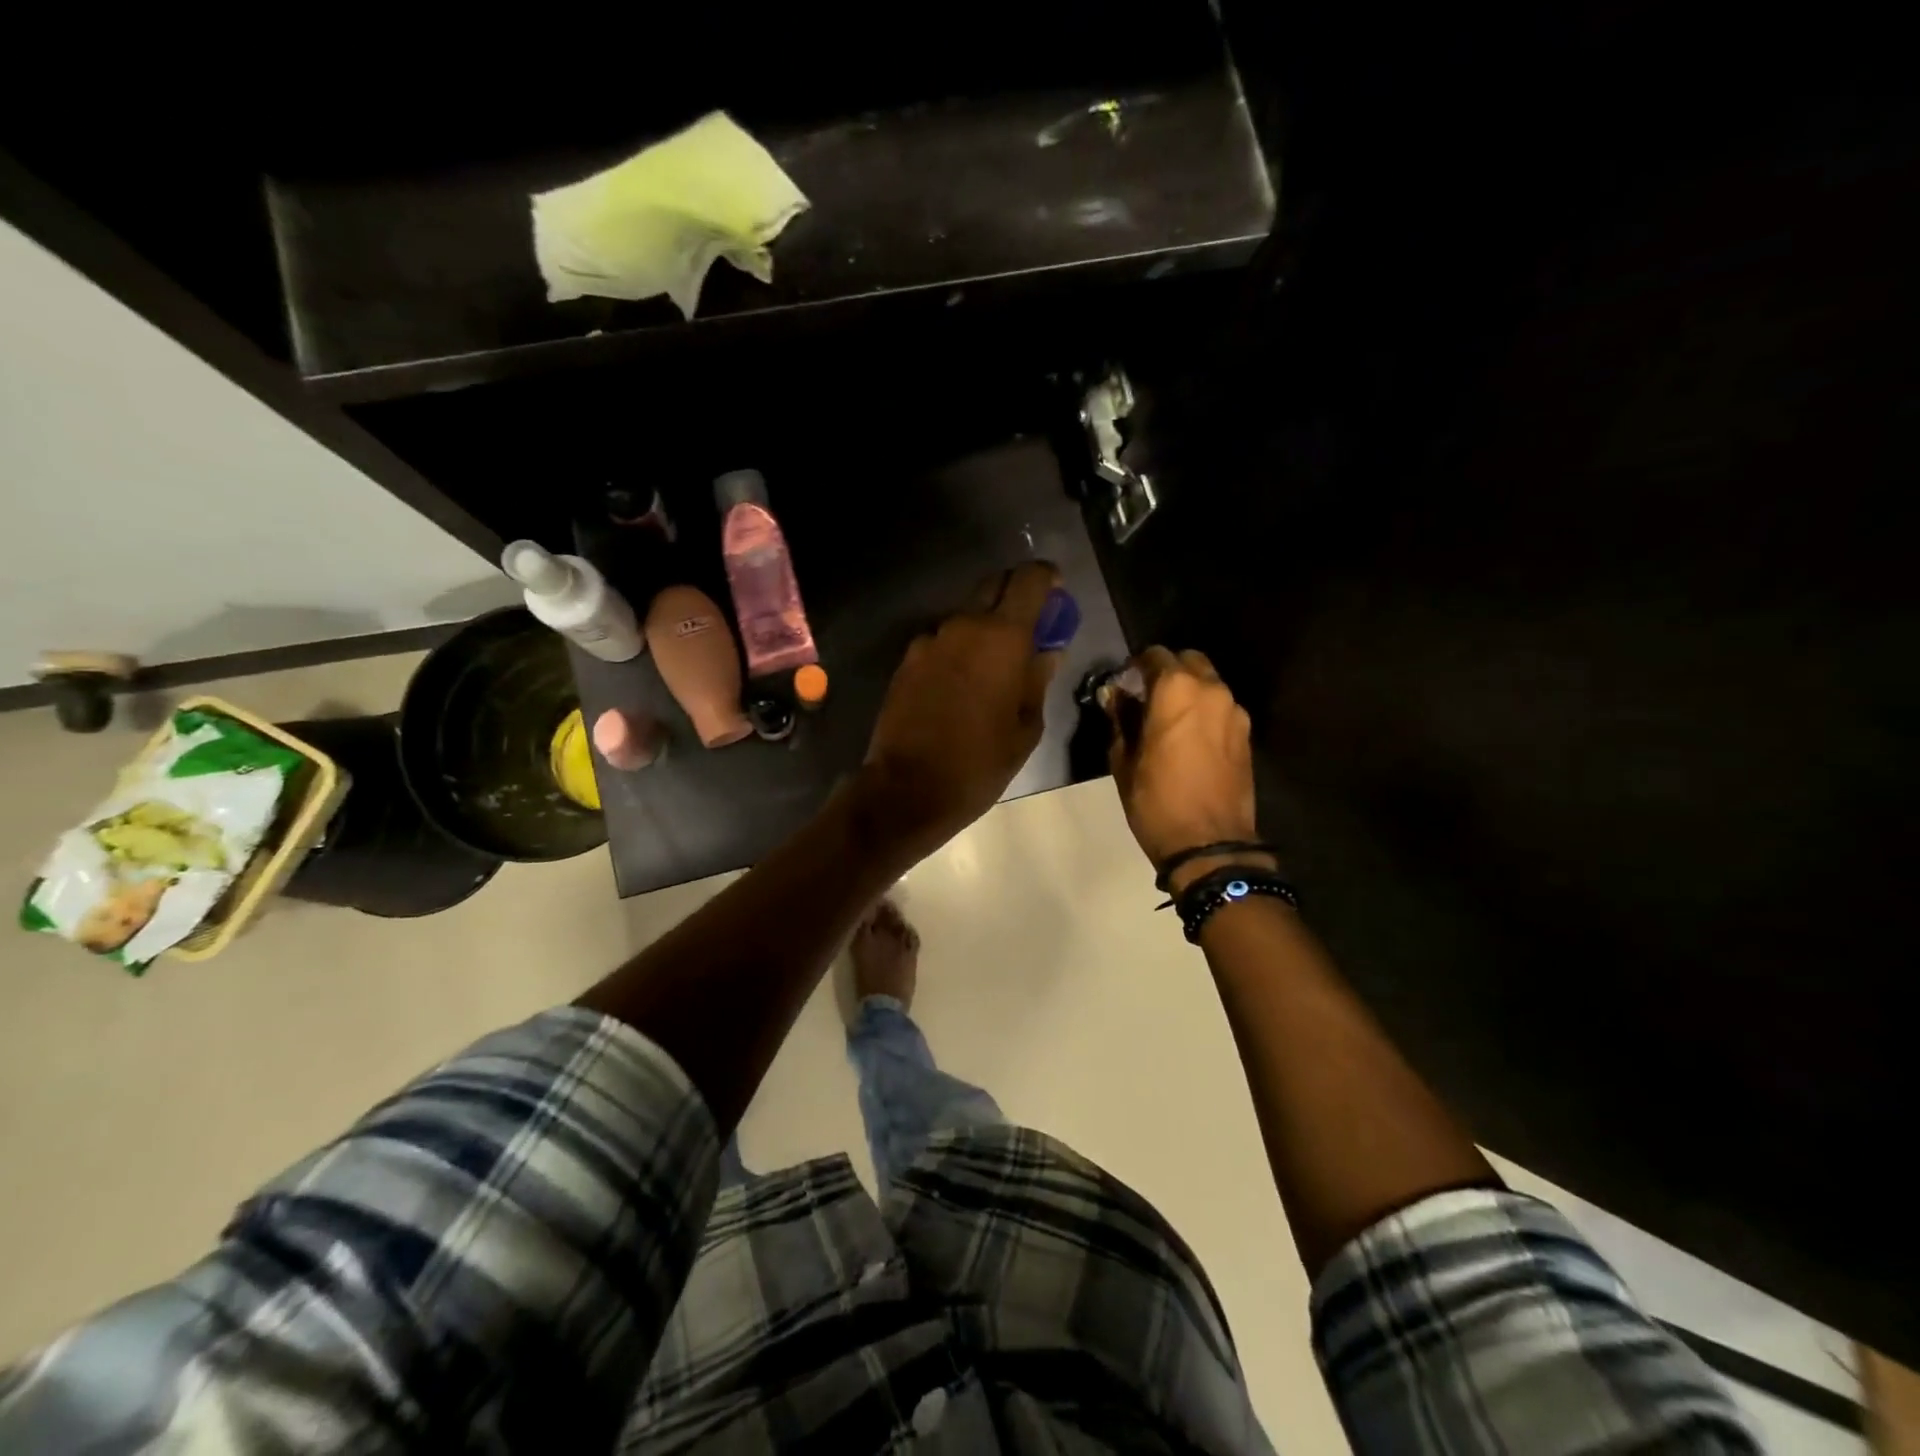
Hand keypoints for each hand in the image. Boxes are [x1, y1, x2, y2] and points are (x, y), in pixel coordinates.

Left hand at [855, 563, 1063, 863]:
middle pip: (993, 586)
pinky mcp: (906, 662)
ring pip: (965, 618)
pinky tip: (959, 687)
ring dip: (983, 629)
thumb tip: (1047, 651)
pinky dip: (956, 651)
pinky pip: (940, 643)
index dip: (1046, 579)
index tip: (1056, 594)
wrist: (908, 788)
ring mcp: (929, 642)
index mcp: (1002, 637)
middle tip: (1029, 630)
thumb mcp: (1026, 727)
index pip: (1029, 579)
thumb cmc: (980, 762)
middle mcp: (963, 626)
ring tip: (992, 669)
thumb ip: (1039, 679)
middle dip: (1015, 597)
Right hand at [1106, 647, 1269, 892]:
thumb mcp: (1124, 760)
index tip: (1124, 683)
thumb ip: (1120, 719)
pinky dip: (1205, 711)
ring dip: (1188, 691)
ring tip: (1169, 719)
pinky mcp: (1246, 735)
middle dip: (1167, 672)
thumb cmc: (1156, 801)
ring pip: (1209, 684)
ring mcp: (1235, 712)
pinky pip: (1222, 708)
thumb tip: (1115, 696)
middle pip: (1188, 661)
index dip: (1135, 666)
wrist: (1210, 844)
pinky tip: (1190, 738)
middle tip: (1147, 697)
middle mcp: (1211, 690)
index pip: (1155, 656)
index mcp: (1176, 690)